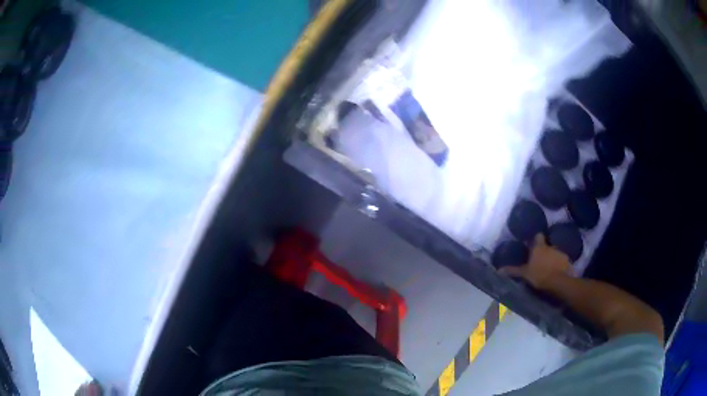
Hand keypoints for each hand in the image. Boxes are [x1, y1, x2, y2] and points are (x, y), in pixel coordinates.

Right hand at [499, 234, 572, 289]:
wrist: (559, 281)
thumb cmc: (540, 275)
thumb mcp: (524, 274)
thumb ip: (513, 271)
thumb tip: (499, 270)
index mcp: (539, 247)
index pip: (538, 236)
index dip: (536, 239)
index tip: (533, 245)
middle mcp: (550, 246)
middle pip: (546, 246)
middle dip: (544, 252)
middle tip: (539, 261)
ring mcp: (560, 253)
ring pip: (554, 253)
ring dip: (552, 259)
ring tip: (548, 269)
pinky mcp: (567, 261)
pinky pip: (562, 261)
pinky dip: (559, 265)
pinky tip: (556, 273)